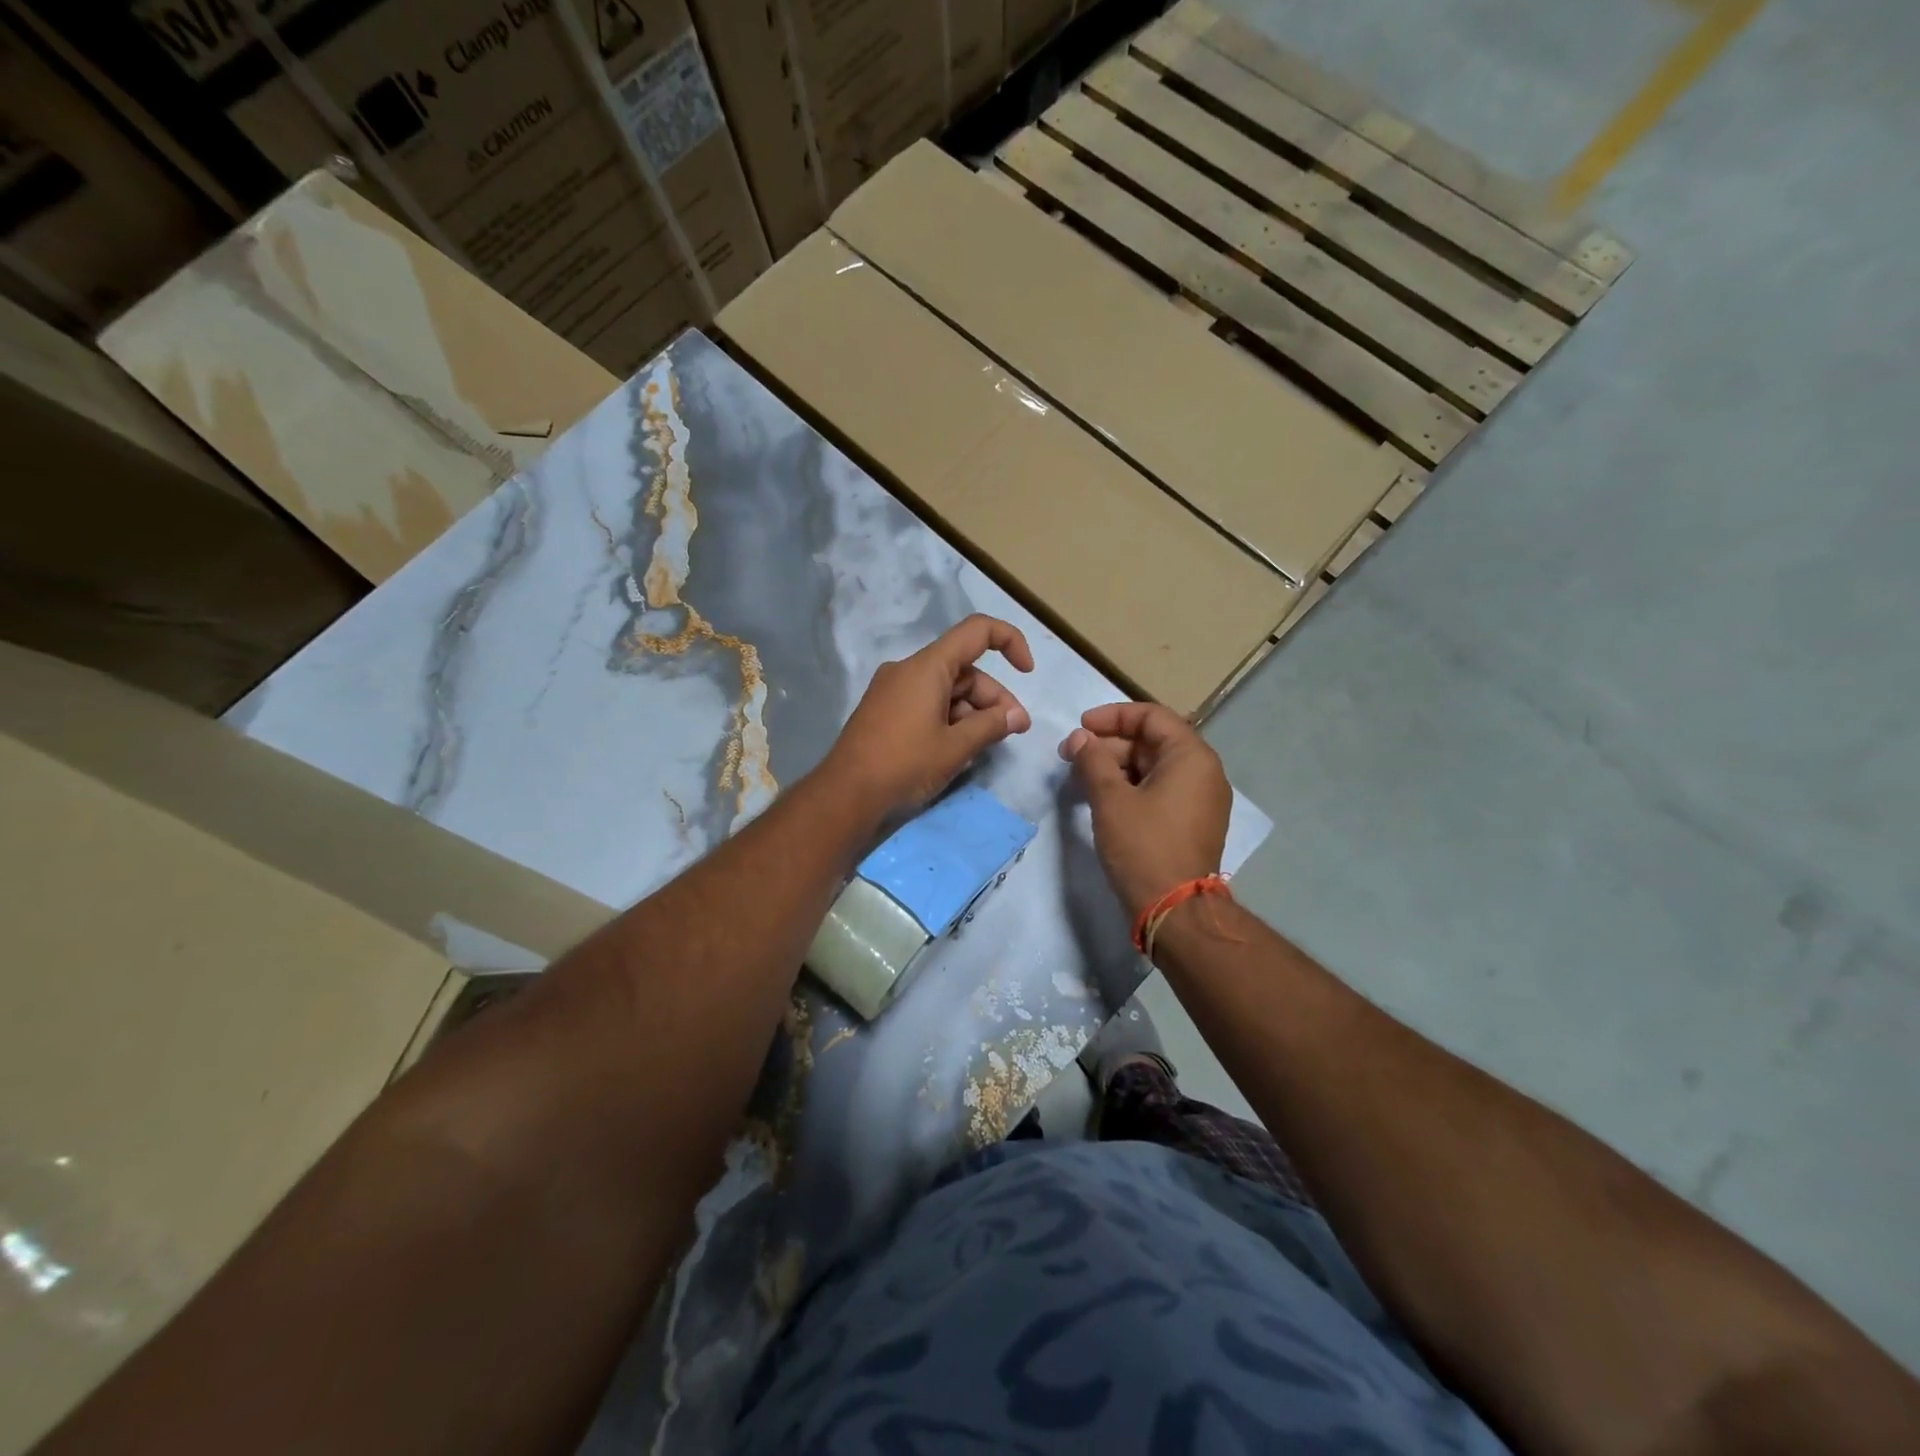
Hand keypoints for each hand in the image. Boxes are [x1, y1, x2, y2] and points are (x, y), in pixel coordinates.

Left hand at [823, 614, 1034, 820]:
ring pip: (946, 689)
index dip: (1009, 642)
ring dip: (973, 711)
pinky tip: (958, 748)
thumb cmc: (904, 764)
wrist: (846, 794)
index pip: (977, 632)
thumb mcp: (956, 747)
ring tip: (987, 745)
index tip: (1028, 671)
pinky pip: (927, 702)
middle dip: (993, 696)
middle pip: (964, 669)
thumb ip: (992, 726)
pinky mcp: (884, 710)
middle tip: (1014, 730)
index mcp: (927, 667)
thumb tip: (1017, 717)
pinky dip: (949, 718)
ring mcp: (893, 690)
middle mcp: (908, 670)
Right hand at [1061, 702, 1230, 919]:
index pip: (1151, 716)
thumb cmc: (1143, 846)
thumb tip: (1078, 739)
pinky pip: (1160, 789)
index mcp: (1192, 757)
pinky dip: (1131, 787)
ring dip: (1117, 766)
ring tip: (1082, 779)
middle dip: (1109, 744)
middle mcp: (1204, 772)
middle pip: (1152, 741)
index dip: (1112, 716)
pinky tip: (1103, 799)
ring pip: (1154, 767)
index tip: (1080, 728)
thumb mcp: (1110, 799)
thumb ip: (1092, 760)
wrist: (1175, 911)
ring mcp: (1201, 799)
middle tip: (1072, 757)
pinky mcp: (1192, 822)